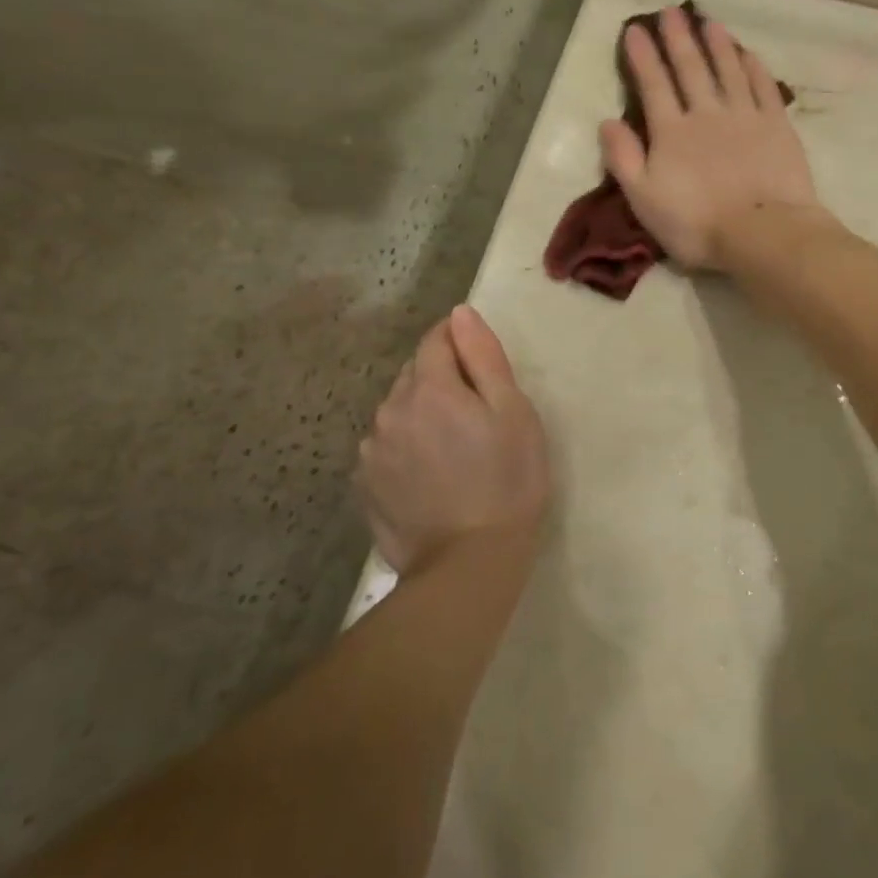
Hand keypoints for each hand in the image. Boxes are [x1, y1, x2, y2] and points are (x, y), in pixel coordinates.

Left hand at [358, 306, 549, 573]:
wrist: (469, 563)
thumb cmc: (507, 480)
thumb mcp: (513, 412)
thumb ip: (484, 357)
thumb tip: (460, 314)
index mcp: (429, 388)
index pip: (435, 339)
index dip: (458, 341)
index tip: (480, 363)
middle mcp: (390, 410)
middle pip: (414, 374)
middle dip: (441, 379)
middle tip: (476, 414)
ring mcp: (372, 451)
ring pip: (397, 411)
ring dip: (421, 414)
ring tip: (453, 449)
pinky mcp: (365, 485)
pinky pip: (386, 447)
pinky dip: (406, 447)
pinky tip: (430, 475)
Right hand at [600, 6, 822, 271]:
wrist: (762, 233)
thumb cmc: (697, 224)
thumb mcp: (644, 199)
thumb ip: (623, 159)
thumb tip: (607, 122)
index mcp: (671, 132)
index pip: (653, 85)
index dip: (643, 56)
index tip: (635, 29)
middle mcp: (706, 113)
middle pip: (690, 68)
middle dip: (678, 38)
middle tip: (671, 11)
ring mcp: (745, 116)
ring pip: (728, 69)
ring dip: (716, 44)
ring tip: (708, 21)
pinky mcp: (777, 126)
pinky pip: (763, 86)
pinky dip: (754, 67)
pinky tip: (748, 53)